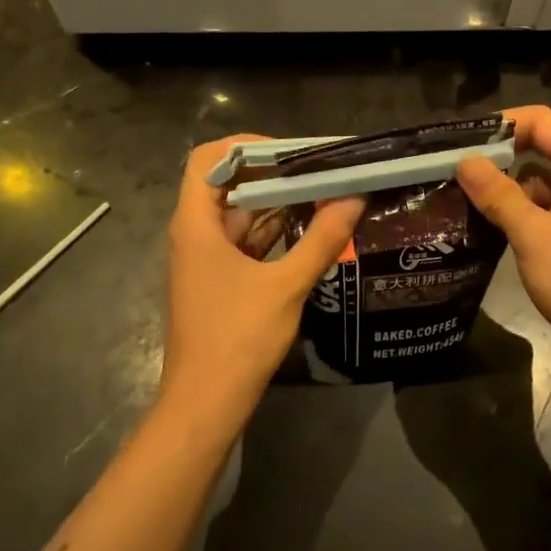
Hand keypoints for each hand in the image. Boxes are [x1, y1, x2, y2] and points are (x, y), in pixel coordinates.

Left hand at [161, 136, 363, 437]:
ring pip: (241, 214)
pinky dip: (276, 230)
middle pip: (228, 184)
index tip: (290, 152)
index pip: (208, 159)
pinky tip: (312, 228)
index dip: (246, 146)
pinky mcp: (220, 280)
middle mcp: (196, 233)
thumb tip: (354, 199)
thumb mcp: (286, 286)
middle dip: (274, 172)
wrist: (205, 404)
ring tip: (324, 191)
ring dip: (279, 202)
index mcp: (197, 224)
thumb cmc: (237, 339)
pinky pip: (247, 241)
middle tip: (320, 168)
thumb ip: (322, 240)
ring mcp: (207, 259)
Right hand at [456, 106, 550, 379]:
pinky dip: (523, 209)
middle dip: (500, 154)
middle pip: (542, 145)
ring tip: (463, 195)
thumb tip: (465, 161)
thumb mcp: (533, 235)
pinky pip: (550, 204)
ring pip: (543, 178)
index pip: (540, 120)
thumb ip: (498, 195)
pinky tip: (491, 224)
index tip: (461, 141)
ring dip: (508, 185)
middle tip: (455, 168)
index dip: (500, 124)